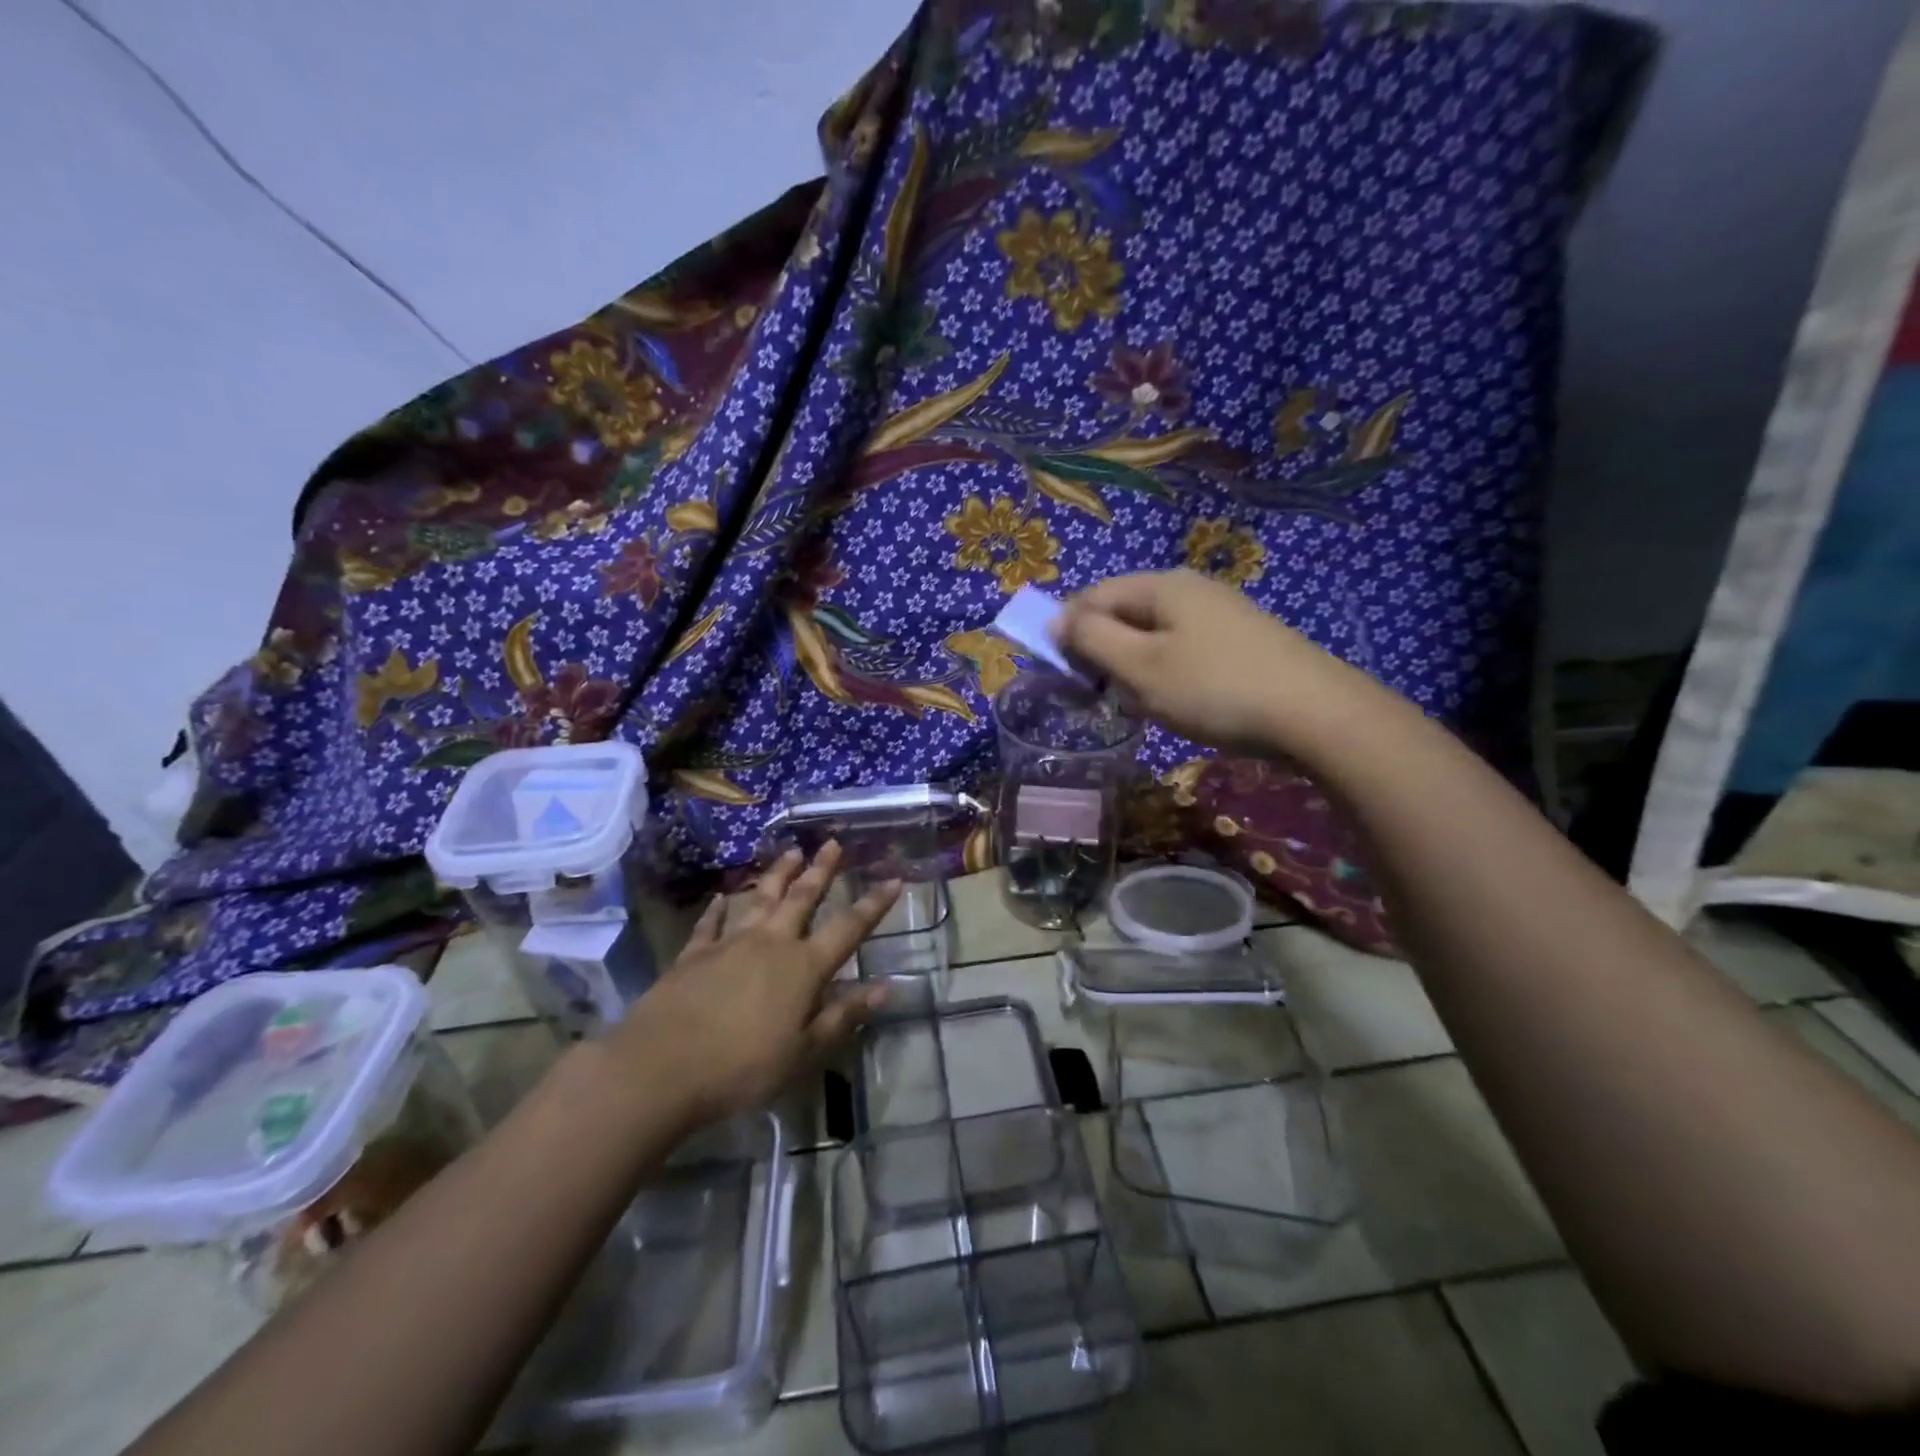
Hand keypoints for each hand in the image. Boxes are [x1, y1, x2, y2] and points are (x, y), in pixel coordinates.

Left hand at [611, 843, 898, 1128]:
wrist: (661, 1067)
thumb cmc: (743, 1066)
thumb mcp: (804, 1051)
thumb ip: (843, 1015)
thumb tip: (886, 988)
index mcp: (803, 967)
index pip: (848, 928)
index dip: (873, 905)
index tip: (893, 879)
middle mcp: (771, 943)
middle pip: (802, 898)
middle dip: (821, 871)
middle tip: (832, 843)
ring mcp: (729, 944)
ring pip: (760, 899)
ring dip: (777, 876)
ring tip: (791, 853)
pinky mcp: (693, 955)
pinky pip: (711, 924)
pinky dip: (718, 909)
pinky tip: (722, 897)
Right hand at [1057, 570, 1361, 754]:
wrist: (1315, 714)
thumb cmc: (1214, 688)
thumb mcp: (1140, 667)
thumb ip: (1091, 639)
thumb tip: (1056, 619)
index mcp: (1161, 585)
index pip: (1093, 596)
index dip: (1069, 632)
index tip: (1066, 676)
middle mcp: (1190, 587)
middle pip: (1124, 611)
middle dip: (1103, 651)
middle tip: (1105, 695)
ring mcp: (1221, 612)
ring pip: (1153, 633)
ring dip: (1134, 667)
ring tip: (1142, 703)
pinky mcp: (1242, 639)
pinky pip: (1184, 648)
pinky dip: (1167, 673)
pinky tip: (1180, 702)